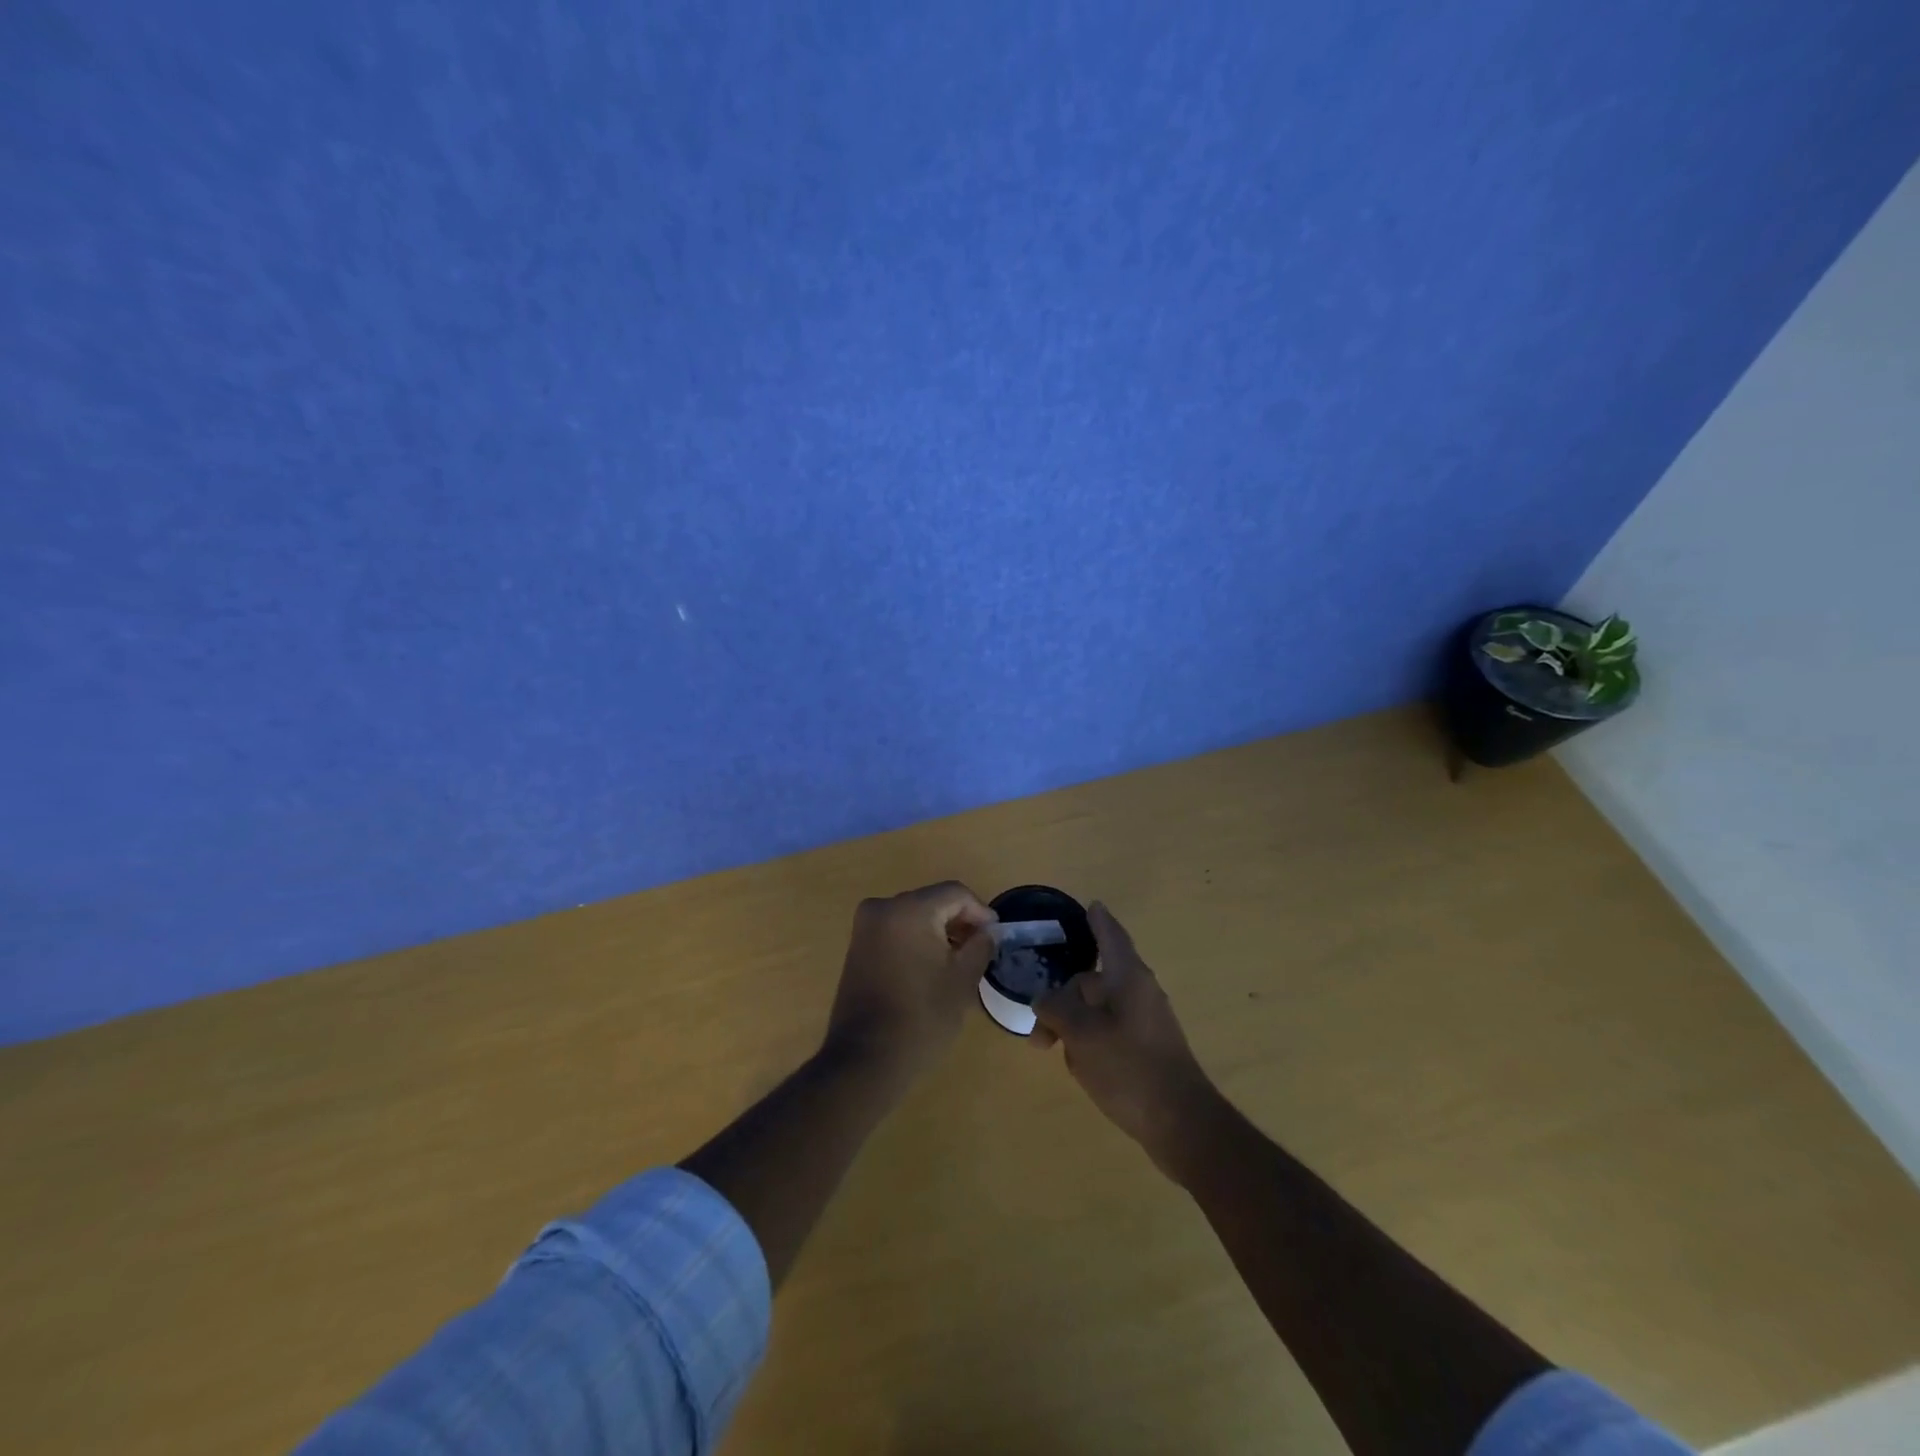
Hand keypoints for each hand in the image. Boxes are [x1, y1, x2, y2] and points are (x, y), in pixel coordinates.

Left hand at [823, 881, 997, 1085]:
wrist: (866, 1059)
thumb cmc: (922, 1018)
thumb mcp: (962, 980)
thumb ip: (981, 946)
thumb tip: (989, 930)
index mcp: (909, 910)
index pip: (955, 893)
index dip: (980, 912)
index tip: (995, 937)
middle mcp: (882, 907)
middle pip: (932, 901)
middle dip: (959, 920)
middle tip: (981, 948)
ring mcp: (865, 927)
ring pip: (914, 915)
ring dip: (938, 930)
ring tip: (959, 960)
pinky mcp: (857, 946)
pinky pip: (896, 930)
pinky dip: (917, 939)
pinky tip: (932, 966)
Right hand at [1033, 902, 1220, 1177]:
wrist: (1182, 1124)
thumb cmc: (1129, 1068)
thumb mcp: (1081, 1034)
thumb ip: (1056, 1008)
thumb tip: (1044, 999)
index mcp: (1129, 977)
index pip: (1111, 936)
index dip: (1098, 920)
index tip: (1091, 905)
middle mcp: (1140, 993)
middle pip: (1094, 981)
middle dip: (1063, 997)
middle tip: (1038, 1028)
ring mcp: (1146, 1023)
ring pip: (1099, 1010)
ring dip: (1073, 1023)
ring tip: (1051, 1049)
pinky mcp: (1147, 1050)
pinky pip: (1110, 1031)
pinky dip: (1089, 1039)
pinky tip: (1078, 1066)